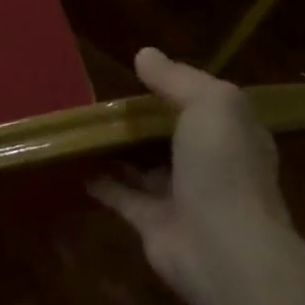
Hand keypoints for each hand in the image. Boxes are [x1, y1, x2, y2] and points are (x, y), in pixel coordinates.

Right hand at [88, 48, 289, 304]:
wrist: (224, 250)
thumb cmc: (223, 167)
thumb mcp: (210, 103)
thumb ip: (176, 78)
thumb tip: (144, 55)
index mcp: (232, 134)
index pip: (204, 103)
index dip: (175, 87)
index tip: (139, 74)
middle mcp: (211, 164)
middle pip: (170, 134)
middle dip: (140, 119)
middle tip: (99, 98)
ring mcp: (182, 195)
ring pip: (144, 164)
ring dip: (117, 148)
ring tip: (80, 124)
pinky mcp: (152, 223)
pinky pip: (121, 195)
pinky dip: (99, 179)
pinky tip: (73, 161)